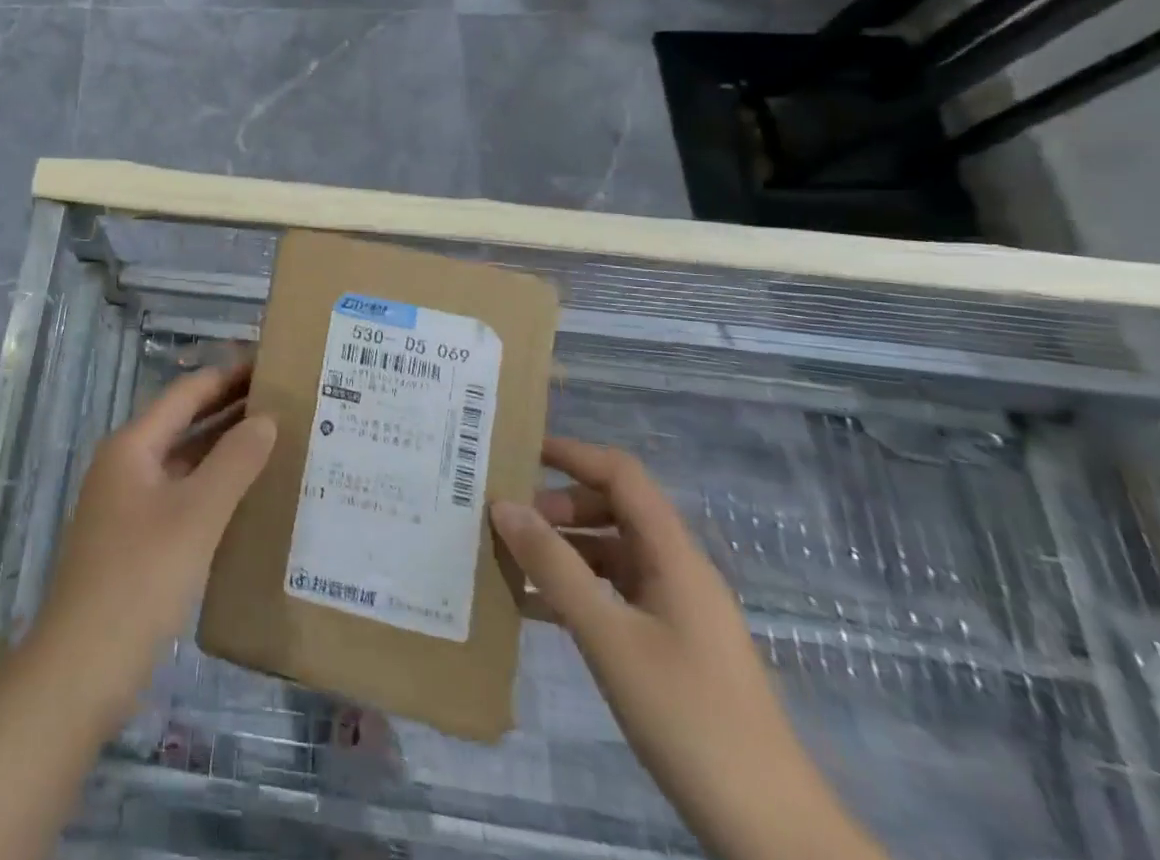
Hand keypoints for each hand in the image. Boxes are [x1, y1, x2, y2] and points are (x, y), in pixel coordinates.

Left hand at [31, 361, 276, 725]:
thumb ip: (234, 462)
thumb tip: (267, 418)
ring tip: (276, 441)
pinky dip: (213, 488)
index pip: (186, 394)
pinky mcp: (135, 542)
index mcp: (132, 446)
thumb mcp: (196, 515)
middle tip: (283, 400)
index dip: (227, 375)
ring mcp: (127, 506)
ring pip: (183, 463)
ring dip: (223, 450)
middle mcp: (126, 466)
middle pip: (183, 424)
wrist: (80, 669)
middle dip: (229, 409)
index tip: (269, 362)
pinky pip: (181, 497)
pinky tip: (247, 498)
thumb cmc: (139, 578)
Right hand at [492, 438, 883, 859]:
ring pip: (611, 554)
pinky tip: (534, 610)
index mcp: (674, 557)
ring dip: (562, 550)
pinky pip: (614, 595)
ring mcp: (677, 611)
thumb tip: (503, 504)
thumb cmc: (689, 718)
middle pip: (614, 510)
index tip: (518, 452)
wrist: (772, 832)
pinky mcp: (672, 647)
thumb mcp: (609, 637)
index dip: (573, 454)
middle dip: (559, 506)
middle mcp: (678, 572)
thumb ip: (554, 567)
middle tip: (508, 522)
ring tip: (509, 561)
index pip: (622, 476)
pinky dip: (575, 590)